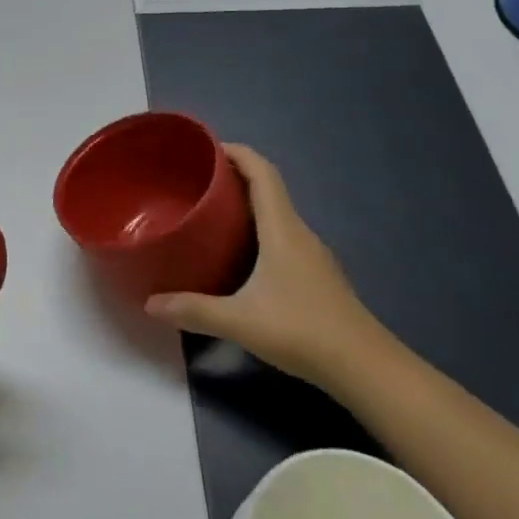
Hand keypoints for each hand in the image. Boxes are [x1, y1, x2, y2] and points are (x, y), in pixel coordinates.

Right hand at [145, 144, 383, 387]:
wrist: (369, 371)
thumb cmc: (304, 331)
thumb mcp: (241, 322)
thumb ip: (193, 310)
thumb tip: (149, 303)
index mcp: (282, 228)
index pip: (262, 171)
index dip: (236, 152)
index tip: (205, 148)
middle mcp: (298, 233)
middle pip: (267, 188)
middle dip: (232, 177)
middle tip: (195, 181)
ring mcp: (311, 255)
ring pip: (275, 214)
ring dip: (245, 205)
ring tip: (209, 213)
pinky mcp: (316, 277)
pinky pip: (281, 237)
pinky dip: (257, 231)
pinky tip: (237, 255)